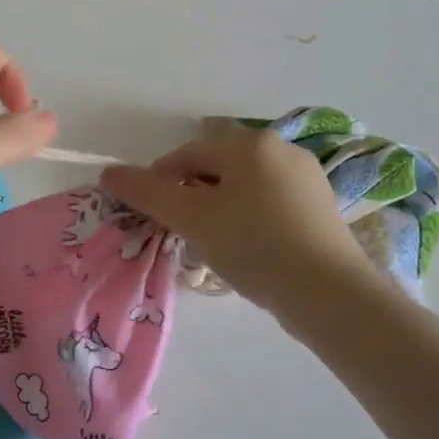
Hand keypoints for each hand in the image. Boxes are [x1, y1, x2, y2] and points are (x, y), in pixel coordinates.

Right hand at [100, 125, 373, 312]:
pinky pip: (269, 205)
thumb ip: (147, 193)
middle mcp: (282, 150)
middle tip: (180, 233)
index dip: (159, 182)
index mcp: (250, 144)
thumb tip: (108, 172)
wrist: (330, 294)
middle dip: (192, 197)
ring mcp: (306, 179)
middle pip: (217, 170)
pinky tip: (247, 251)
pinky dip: (248, 221)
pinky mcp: (320, 209)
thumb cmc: (254, 245)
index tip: (148, 215)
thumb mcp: (192, 218)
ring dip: (219, 210)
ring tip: (212, 246)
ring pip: (243, 189)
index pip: (187, 155)